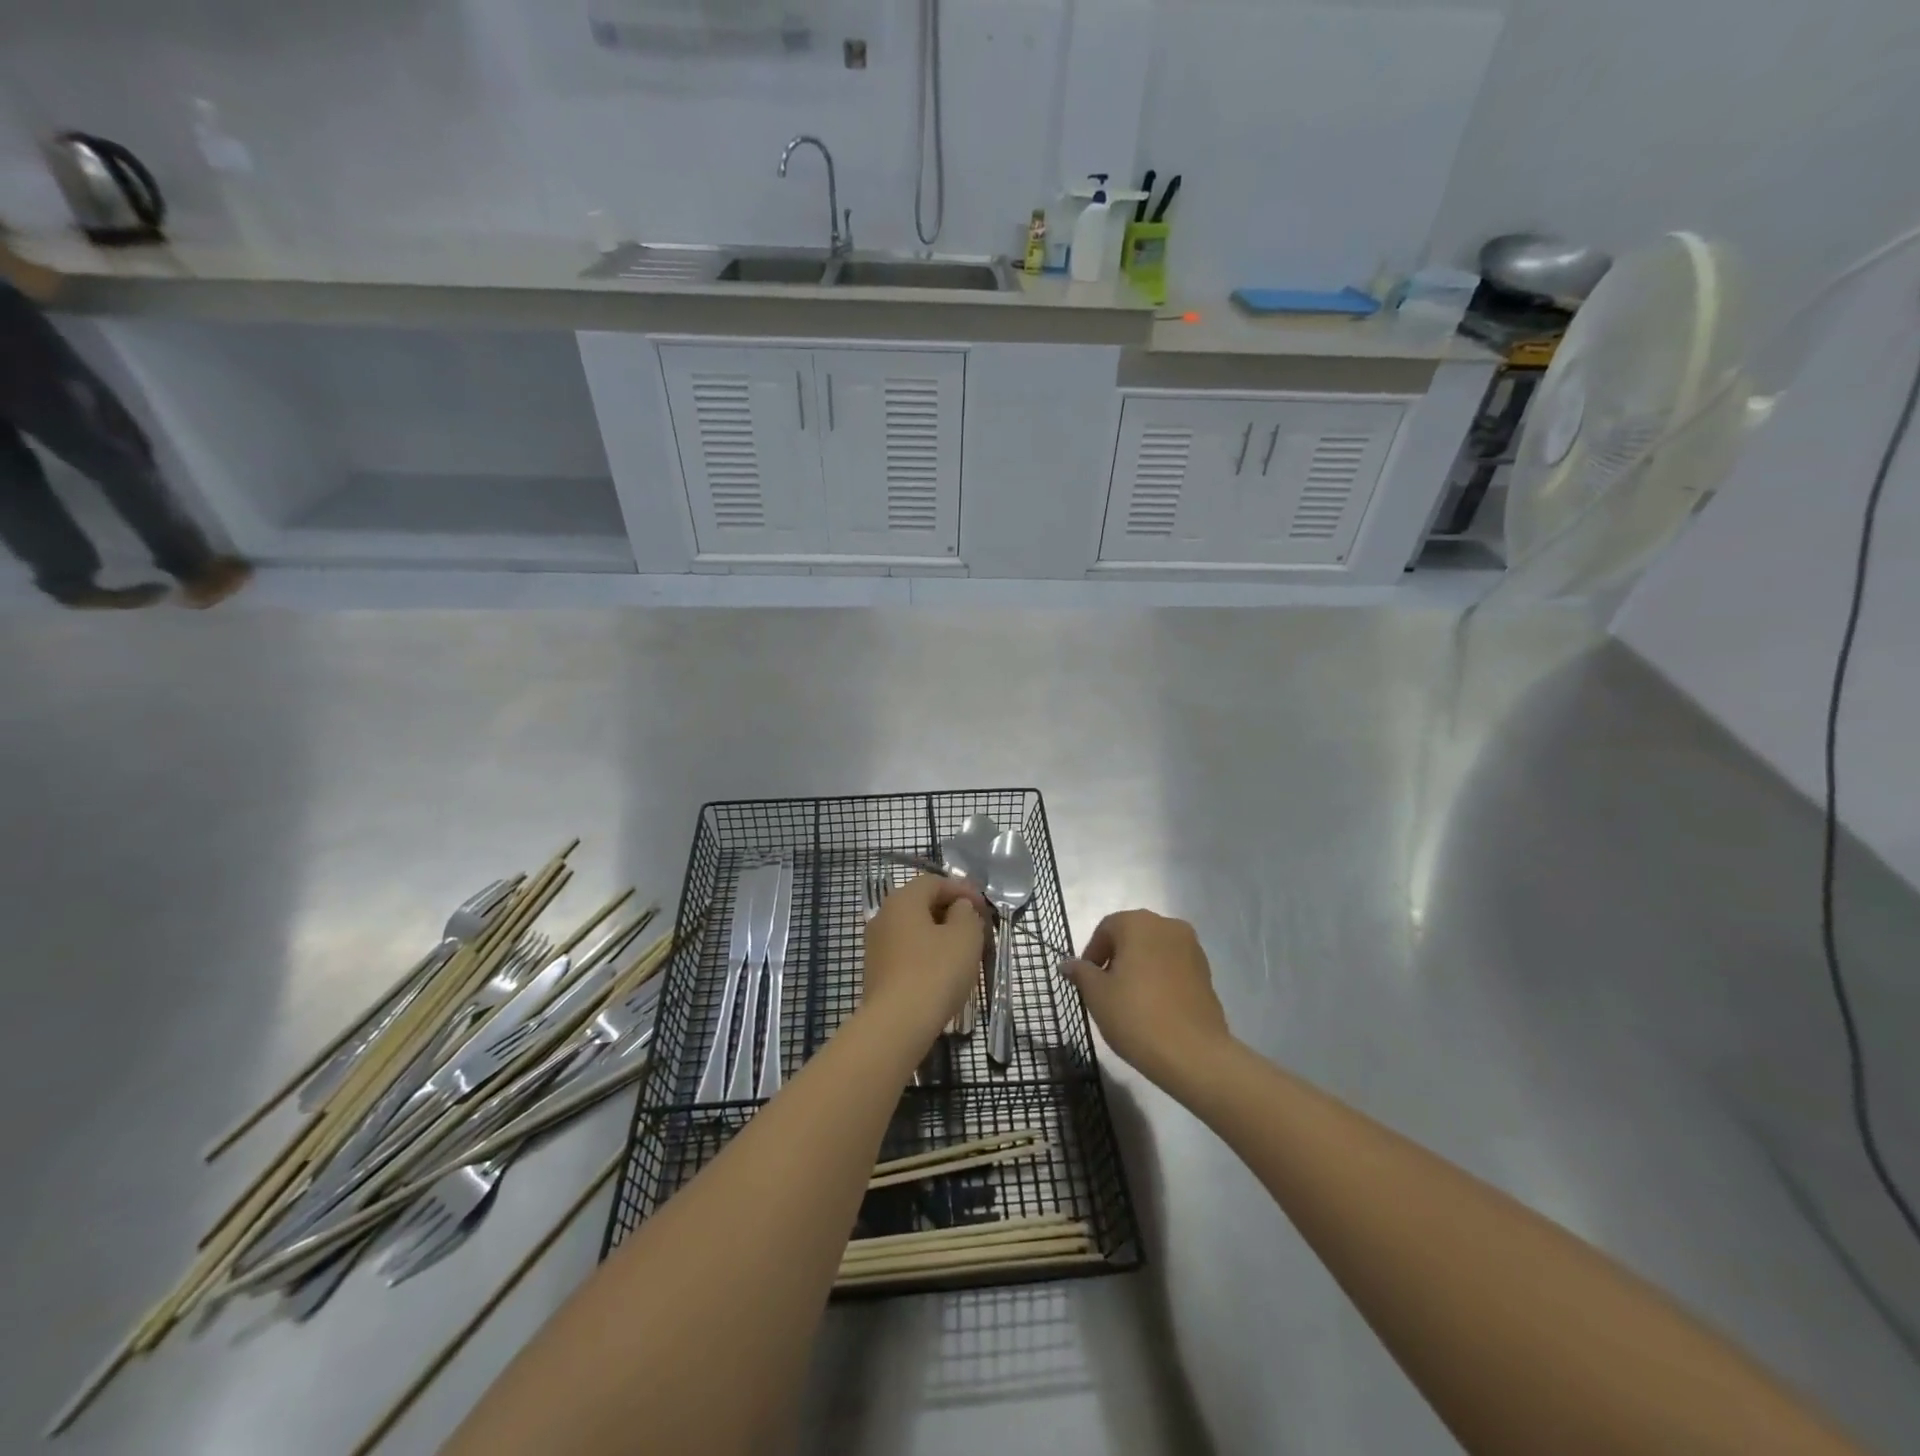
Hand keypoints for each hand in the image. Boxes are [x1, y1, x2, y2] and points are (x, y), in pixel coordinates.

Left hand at [864, 873, 990, 1027]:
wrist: (897, 1024)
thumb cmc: (935, 971)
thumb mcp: (965, 936)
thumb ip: (966, 913)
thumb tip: (958, 908)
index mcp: (903, 900)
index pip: (934, 882)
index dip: (962, 889)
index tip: (983, 907)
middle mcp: (883, 916)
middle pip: (921, 904)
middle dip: (950, 911)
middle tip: (976, 927)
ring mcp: (876, 945)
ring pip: (913, 930)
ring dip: (939, 934)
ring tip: (963, 951)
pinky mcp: (876, 972)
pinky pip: (906, 952)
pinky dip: (926, 954)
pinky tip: (943, 972)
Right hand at [1062, 910, 1231, 1087]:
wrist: (1194, 1054)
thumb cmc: (1136, 1016)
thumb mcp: (1096, 994)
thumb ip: (1081, 973)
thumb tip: (1068, 964)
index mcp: (1139, 923)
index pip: (1106, 928)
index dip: (1092, 953)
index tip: (1086, 981)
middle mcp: (1168, 926)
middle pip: (1132, 936)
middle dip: (1116, 958)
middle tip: (1105, 990)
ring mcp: (1192, 949)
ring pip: (1154, 951)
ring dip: (1139, 967)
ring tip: (1130, 1000)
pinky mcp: (1207, 973)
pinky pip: (1174, 967)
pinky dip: (1160, 978)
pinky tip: (1153, 1007)